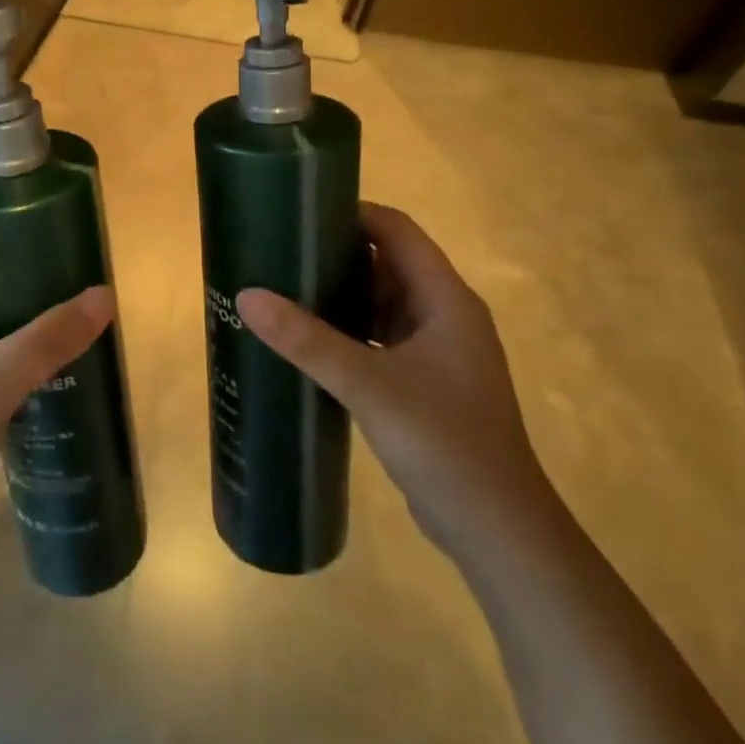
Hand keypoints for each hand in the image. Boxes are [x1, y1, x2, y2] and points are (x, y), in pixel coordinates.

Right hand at [237, 202, 550, 555]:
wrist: (498, 532)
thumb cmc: (443, 441)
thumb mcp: (367, 384)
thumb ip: (306, 339)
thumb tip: (247, 295)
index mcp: (445, 299)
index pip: (397, 231)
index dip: (351, 213)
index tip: (299, 212)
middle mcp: (444, 315)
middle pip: (387, 263)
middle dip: (336, 254)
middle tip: (279, 251)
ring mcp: (437, 352)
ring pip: (382, 303)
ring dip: (340, 295)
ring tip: (283, 288)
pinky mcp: (424, 383)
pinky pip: (379, 338)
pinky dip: (347, 332)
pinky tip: (308, 341)